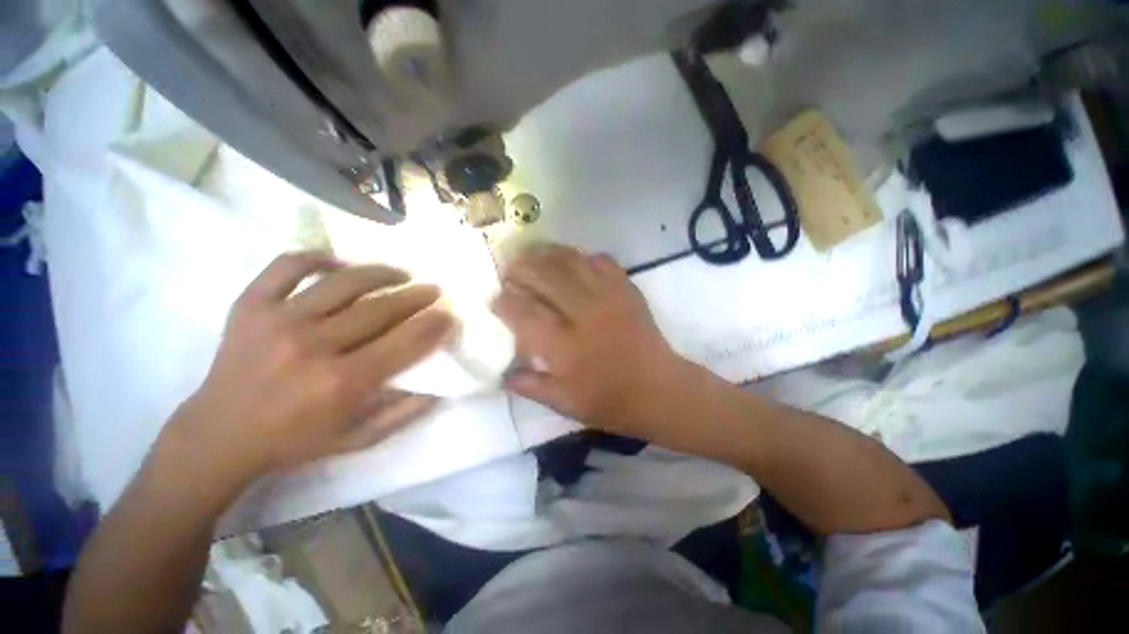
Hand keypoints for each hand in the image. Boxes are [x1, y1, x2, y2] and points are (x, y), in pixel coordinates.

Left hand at [167, 252, 454, 487]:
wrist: (219, 435)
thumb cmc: (295, 441)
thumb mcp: (359, 439)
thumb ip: (404, 413)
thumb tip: (440, 386)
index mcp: (343, 382)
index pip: (406, 341)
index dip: (434, 325)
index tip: (448, 316)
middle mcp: (314, 346)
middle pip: (381, 308)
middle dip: (417, 296)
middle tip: (434, 290)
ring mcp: (279, 320)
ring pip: (344, 282)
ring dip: (381, 273)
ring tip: (401, 274)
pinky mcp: (251, 306)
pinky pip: (287, 266)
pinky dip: (317, 257)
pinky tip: (339, 263)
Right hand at [493, 244, 684, 436]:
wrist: (659, 389)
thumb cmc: (609, 401)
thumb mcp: (564, 404)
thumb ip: (529, 385)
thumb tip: (503, 373)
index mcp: (564, 346)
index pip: (523, 312)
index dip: (504, 302)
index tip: (496, 299)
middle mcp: (583, 314)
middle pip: (544, 276)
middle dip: (520, 269)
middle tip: (510, 271)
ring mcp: (608, 297)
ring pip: (570, 261)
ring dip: (546, 254)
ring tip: (531, 255)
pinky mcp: (626, 289)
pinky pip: (600, 260)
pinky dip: (581, 255)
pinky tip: (570, 259)